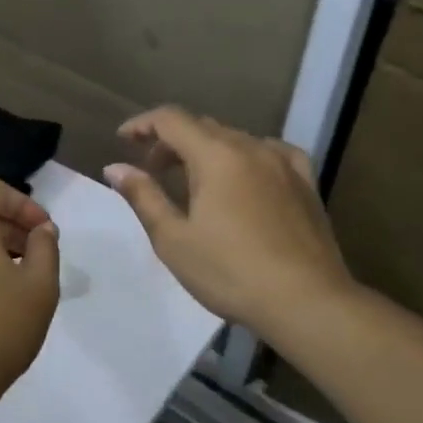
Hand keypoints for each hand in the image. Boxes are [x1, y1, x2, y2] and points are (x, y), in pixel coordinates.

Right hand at [104, 106, 354, 340]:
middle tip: (152, 171)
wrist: (307, 302)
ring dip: (206, 150)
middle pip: (202, 127)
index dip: (142, 124)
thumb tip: (115, 168)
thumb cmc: (230, 272)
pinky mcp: (305, 183)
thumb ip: (143, 196)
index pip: (171, 120)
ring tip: (193, 181)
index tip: (122, 140)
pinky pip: (271, 153)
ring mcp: (283, 163)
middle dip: (171, 141)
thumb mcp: (173, 239)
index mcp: (215, 156)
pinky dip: (246, 156)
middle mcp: (250, 147)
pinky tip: (245, 175)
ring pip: (235, 139)